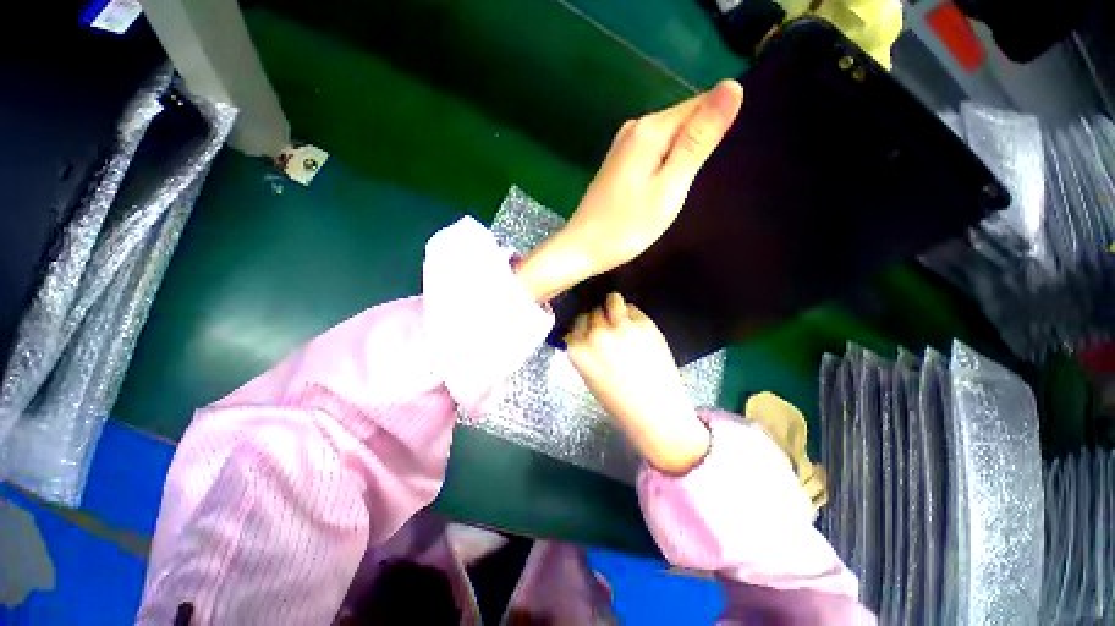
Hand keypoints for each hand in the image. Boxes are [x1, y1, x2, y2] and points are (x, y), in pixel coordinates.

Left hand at [519, 80, 743, 300]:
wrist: (582, 249)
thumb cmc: (627, 226)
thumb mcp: (670, 186)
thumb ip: (699, 140)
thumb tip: (732, 86)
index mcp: (650, 129)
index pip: (701, 103)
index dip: (714, 131)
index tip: (707, 165)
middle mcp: (634, 128)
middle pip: (684, 122)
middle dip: (696, 149)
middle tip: (686, 187)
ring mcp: (623, 146)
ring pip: (669, 140)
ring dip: (680, 162)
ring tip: (672, 193)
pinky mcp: (619, 164)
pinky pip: (653, 155)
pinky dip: (663, 170)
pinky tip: (657, 192)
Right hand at [565, 293, 710, 473]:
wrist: (655, 414)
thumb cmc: (620, 402)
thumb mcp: (590, 376)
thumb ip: (585, 351)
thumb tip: (585, 331)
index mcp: (578, 351)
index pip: (574, 324)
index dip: (583, 326)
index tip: (588, 329)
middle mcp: (596, 335)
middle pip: (592, 312)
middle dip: (598, 318)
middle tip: (607, 327)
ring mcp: (621, 328)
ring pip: (612, 301)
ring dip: (613, 306)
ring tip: (619, 314)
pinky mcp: (644, 325)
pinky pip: (632, 308)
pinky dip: (632, 314)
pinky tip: (636, 327)